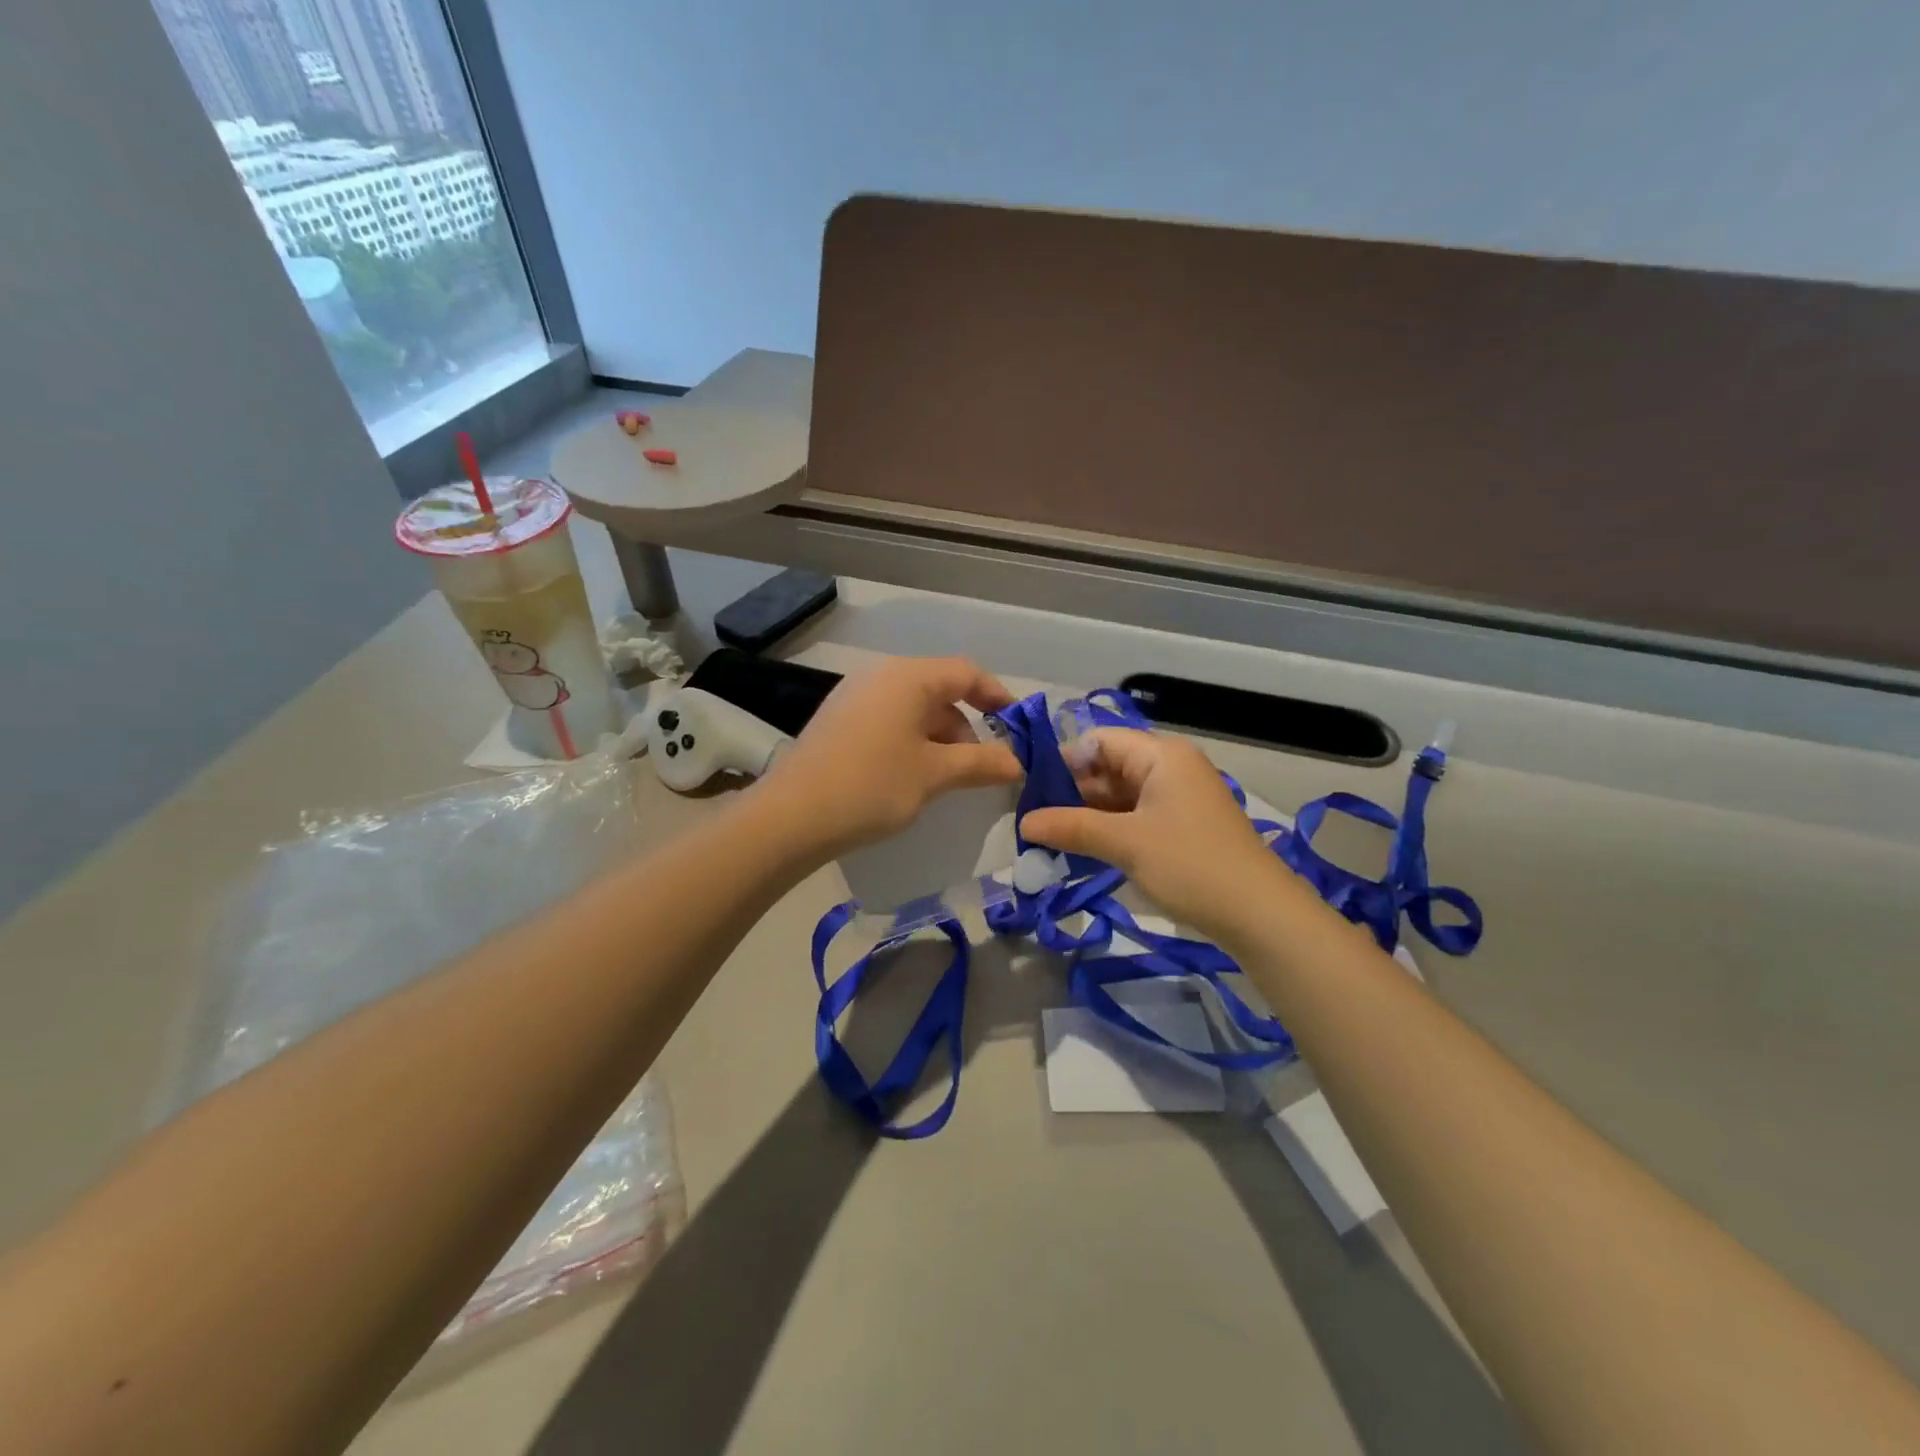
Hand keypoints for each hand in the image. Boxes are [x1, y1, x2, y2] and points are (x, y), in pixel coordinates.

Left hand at [759, 656, 1021, 857]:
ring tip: (947, 779)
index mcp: (908, 677)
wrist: (792, 816)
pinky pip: (889, 722)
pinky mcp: (838, 721)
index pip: (966, 673)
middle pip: (940, 691)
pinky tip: (911, 777)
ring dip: (940, 739)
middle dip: (968, 727)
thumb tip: (1018, 763)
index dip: (998, 697)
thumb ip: (982, 763)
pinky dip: (911, 743)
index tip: (1018, 729)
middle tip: (982, 767)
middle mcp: (880, 676)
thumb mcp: (935, 774)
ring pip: (913, 709)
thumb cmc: (873, 785)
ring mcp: (855, 697)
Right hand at [1021, 728, 1290, 941]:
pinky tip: (1082, 850)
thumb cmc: (1191, 865)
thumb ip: (1072, 827)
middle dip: (1071, 793)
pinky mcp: (1182, 826)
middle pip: (1108, 767)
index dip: (1063, 762)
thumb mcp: (1126, 844)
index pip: (1099, 741)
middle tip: (1032, 820)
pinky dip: (1109, 830)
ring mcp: (1178, 798)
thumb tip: (1023, 821)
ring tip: (1049, 838)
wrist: (1260, 915)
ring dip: (1088, 815)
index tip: (1029, 791)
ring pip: (1120, 796)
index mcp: (1161, 755)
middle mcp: (1170, 767)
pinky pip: (1135, 817)